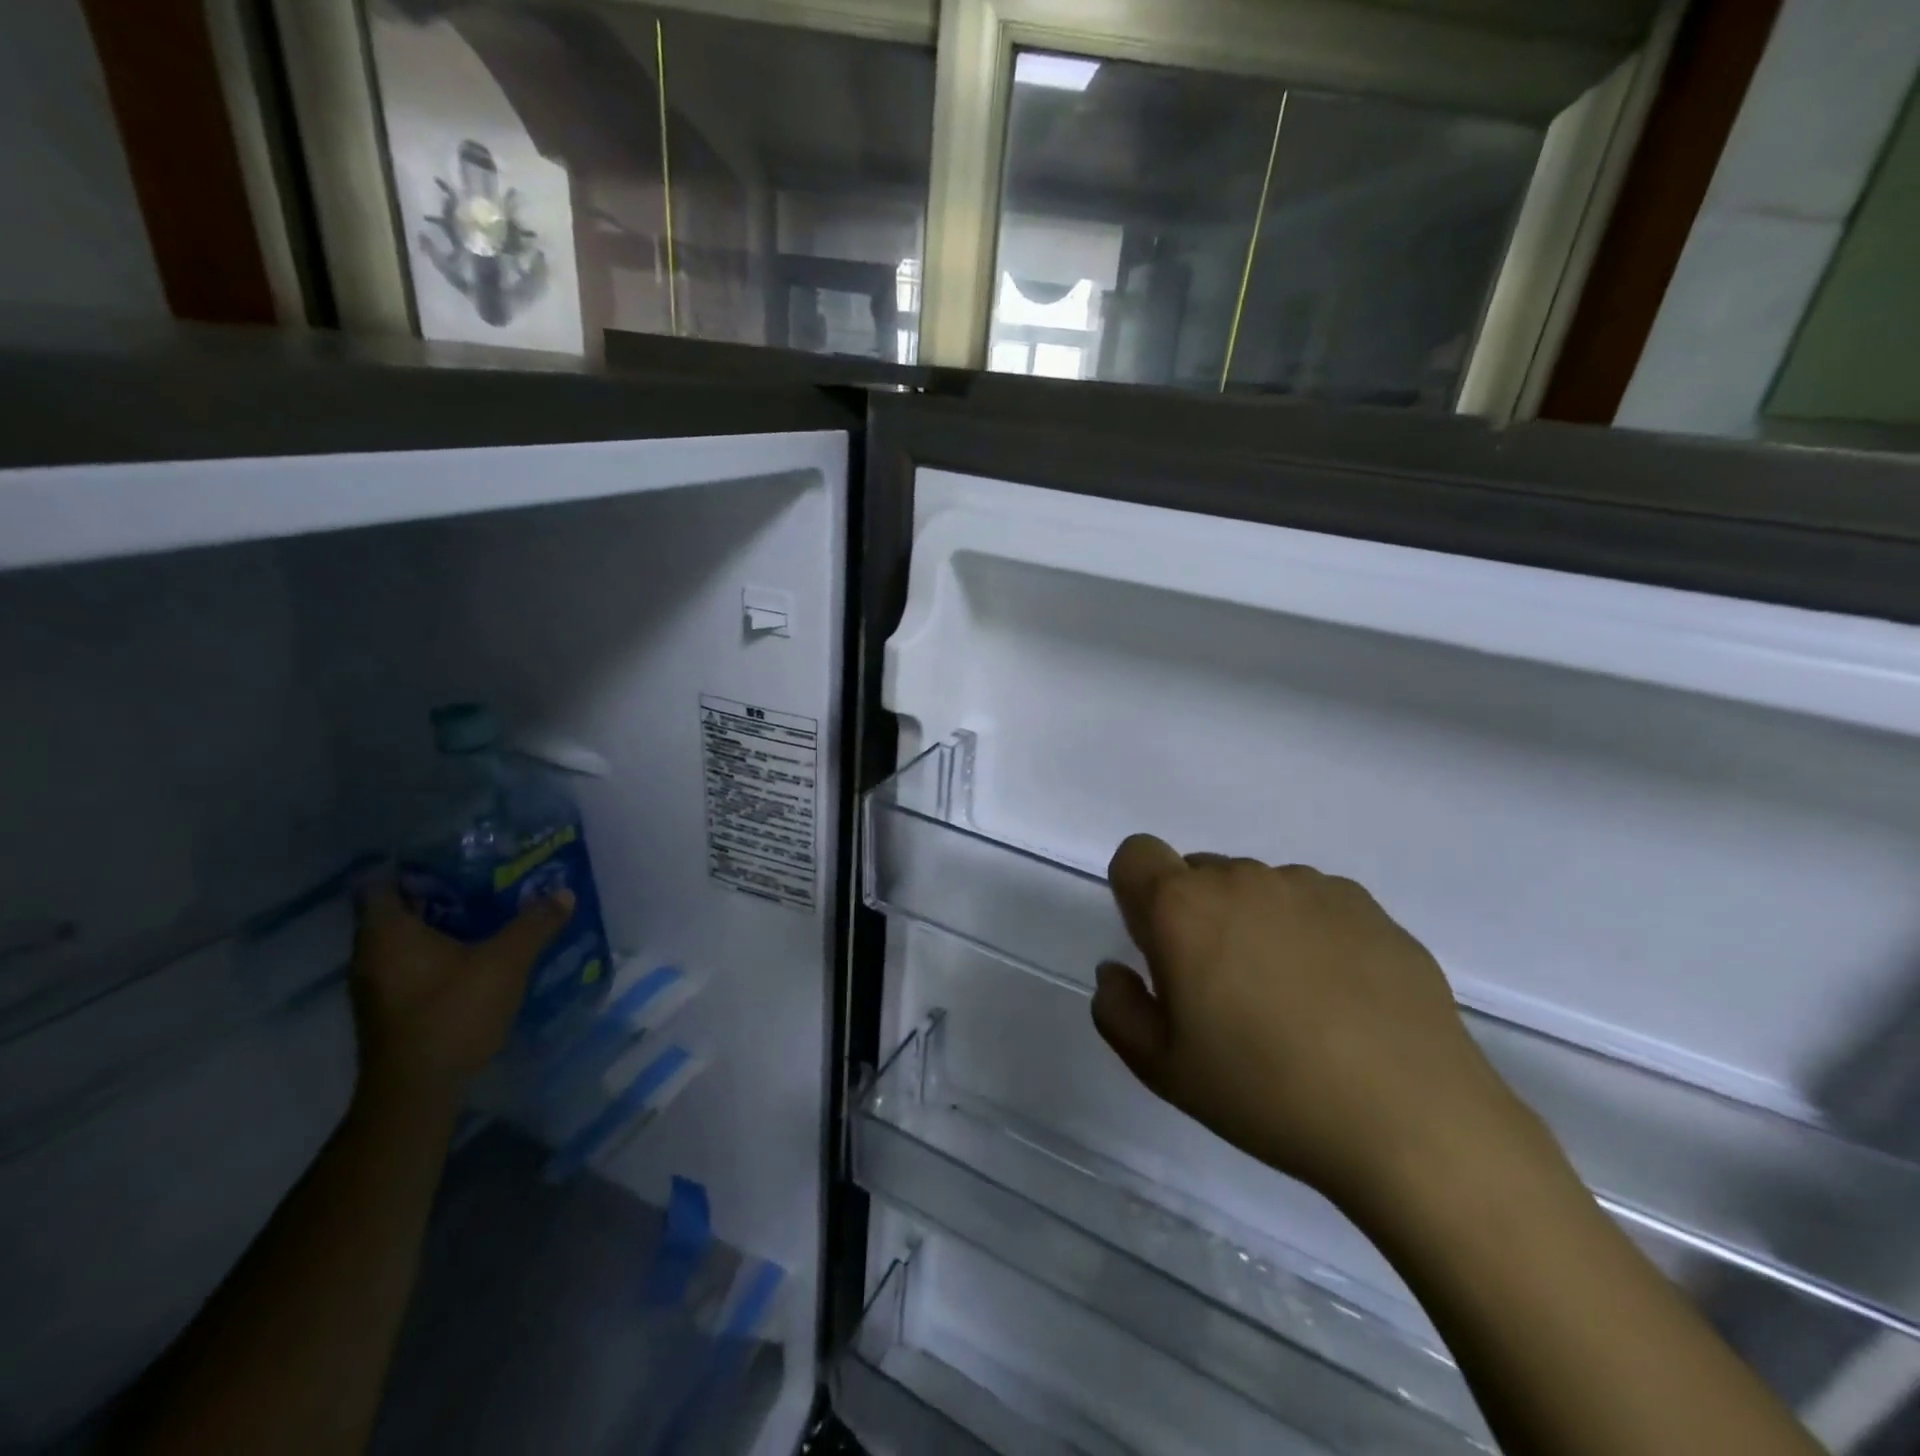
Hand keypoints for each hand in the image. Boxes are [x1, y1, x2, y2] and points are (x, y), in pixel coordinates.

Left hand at [348, 882, 574, 1108]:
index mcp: (387, 932)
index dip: (411, 864)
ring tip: (487, 913)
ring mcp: (376, 986)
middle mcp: (371, 954)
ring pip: (405, 940)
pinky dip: (438, 954)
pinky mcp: (390, 1010)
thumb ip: (535, 924)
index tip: (449, 854)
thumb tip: (564, 892)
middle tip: (482, 878)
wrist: (417, 1092)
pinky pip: (411, 965)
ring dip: (439, 927)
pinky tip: (475, 955)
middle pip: (397, 910)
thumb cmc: (452, 1013)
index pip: (383, 882)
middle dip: (437, 893)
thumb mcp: (505, 962)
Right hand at [1090, 835, 1533, 1214]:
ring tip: (1290, 999)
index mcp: (1183, 908)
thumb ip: (1117, 1008)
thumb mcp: (1163, 1069)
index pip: (1136, 854)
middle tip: (1223, 990)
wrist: (1413, 1120)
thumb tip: (1117, 970)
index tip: (1158, 947)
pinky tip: (1339, 996)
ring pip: (1255, 889)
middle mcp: (1241, 878)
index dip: (1136, 893)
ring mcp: (1309, 886)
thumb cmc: (1266, 1093)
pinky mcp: (1366, 905)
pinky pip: (1312, 902)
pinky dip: (1307, 932)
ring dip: (1252, 923)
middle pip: (1196, 874)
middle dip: (1194, 917)